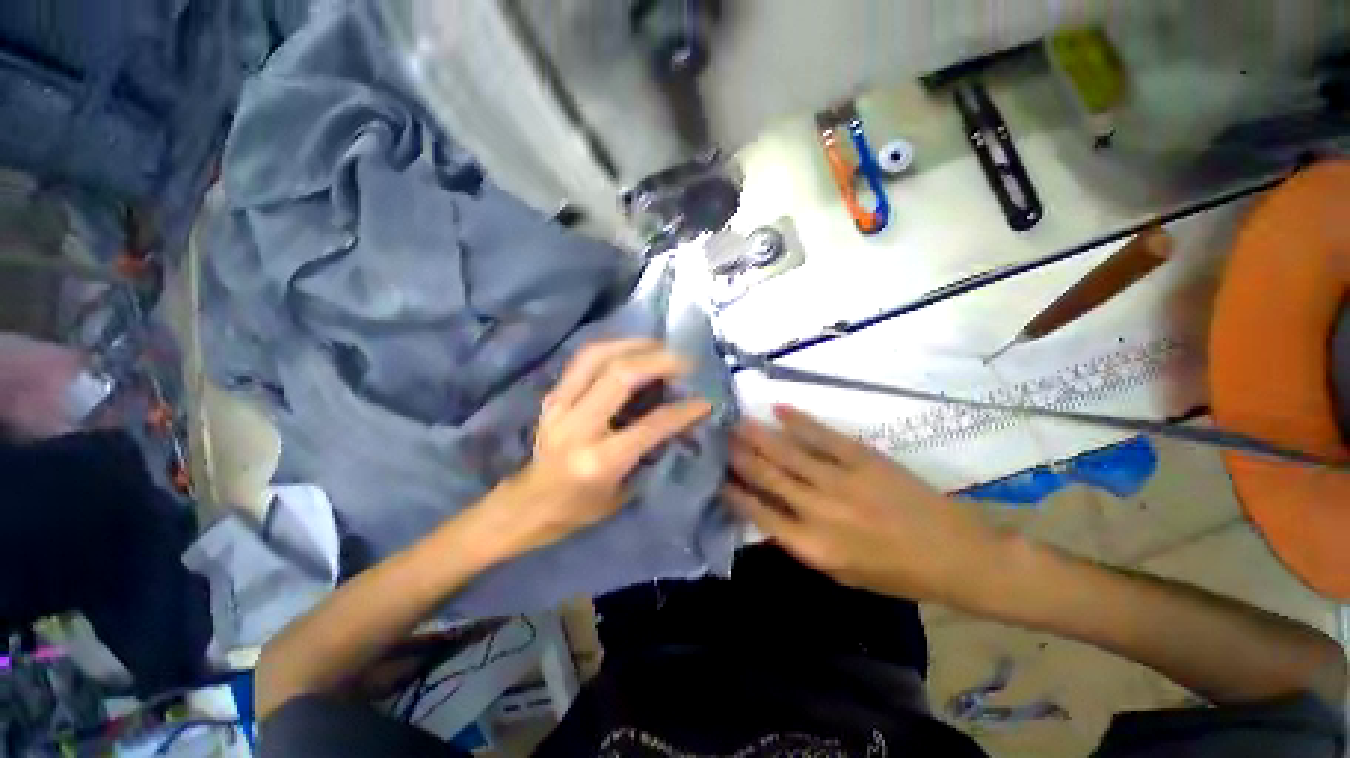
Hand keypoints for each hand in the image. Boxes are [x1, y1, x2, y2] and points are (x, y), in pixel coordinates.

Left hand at [474, 338, 711, 558]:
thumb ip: (651, 452)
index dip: (682, 410)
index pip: (650, 425)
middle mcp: (577, 427)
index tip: (705, 399)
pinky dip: (613, 348)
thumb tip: (679, 419)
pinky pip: (584, 359)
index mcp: (598, 460)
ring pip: (597, 356)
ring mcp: (558, 405)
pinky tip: (631, 349)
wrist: (527, 505)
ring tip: (659, 345)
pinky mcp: (552, 395)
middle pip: (620, 376)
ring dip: (633, 344)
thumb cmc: (579, 508)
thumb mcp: (623, 492)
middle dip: (658, 361)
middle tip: (683, 360)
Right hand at [724, 404, 1008, 604]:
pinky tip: (777, 408)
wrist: (955, 556)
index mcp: (812, 546)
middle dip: (737, 455)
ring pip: (786, 452)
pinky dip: (797, 421)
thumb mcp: (840, 574)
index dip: (732, 490)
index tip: (715, 473)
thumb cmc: (895, 573)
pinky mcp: (862, 458)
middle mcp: (818, 510)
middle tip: (717, 437)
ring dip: (758, 435)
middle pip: (766, 475)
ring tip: (735, 422)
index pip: (757, 512)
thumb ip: (799, 543)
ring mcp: (840, 480)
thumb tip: (765, 513)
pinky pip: (822, 435)